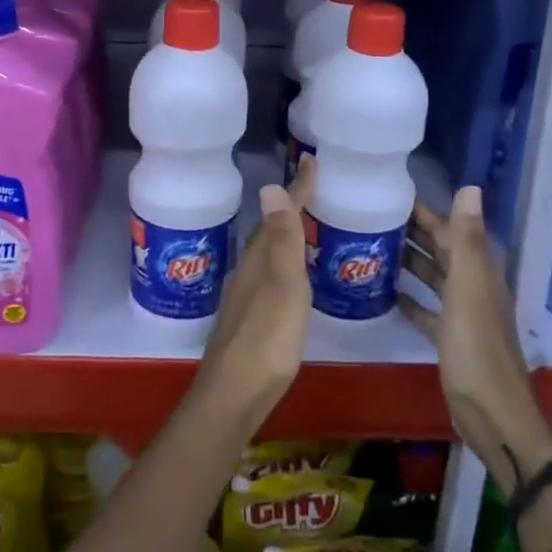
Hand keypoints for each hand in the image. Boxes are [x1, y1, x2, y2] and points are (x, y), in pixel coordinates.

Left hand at [194, 158, 315, 438]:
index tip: (312, 161)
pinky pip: (270, 276)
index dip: (298, 189)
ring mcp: (247, 295)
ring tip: (309, 228)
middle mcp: (249, 270)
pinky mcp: (251, 318)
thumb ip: (280, 240)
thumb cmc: (267, 335)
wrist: (236, 391)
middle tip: (315, 192)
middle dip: (290, 209)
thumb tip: (268, 186)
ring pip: (268, 254)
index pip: (280, 214)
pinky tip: (295, 277)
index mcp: (259, 258)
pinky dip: (285, 264)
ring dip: (286, 236)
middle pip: (271, 231)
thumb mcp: (282, 284)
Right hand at [398, 186, 551, 485]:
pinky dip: (409, 299)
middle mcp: (472, 287)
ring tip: (372, 247)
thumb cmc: (476, 349)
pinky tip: (386, 293)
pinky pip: (426, 310)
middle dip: (412, 232)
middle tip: (372, 216)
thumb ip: (465, 240)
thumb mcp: (468, 289)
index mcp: (478, 272)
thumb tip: (470, 186)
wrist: (492, 414)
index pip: (449, 230)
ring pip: (432, 278)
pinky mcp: (449, 339)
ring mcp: (461, 314)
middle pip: (440, 251)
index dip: (425, 211)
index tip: (391, 194)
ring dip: (408, 262)